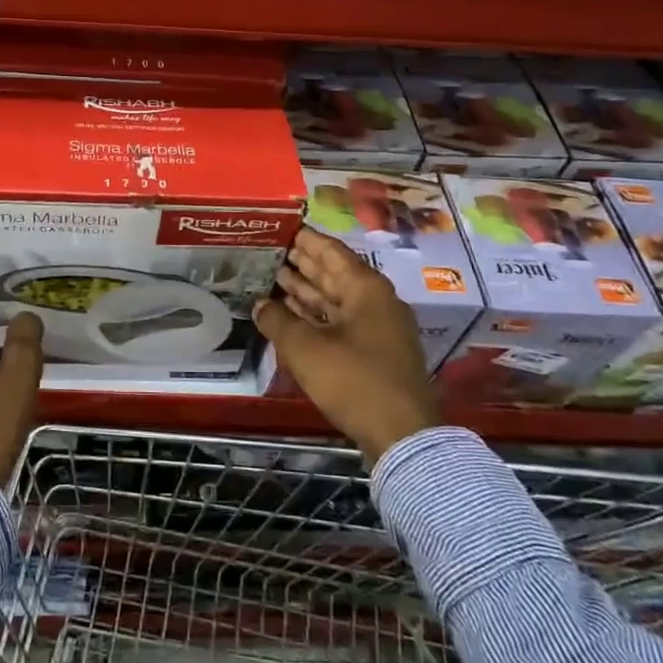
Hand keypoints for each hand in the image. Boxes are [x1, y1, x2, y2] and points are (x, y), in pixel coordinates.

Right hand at [254, 227, 439, 462]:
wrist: (403, 435)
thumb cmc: (354, 380)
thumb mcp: (305, 349)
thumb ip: (278, 320)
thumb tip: (259, 304)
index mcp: (365, 288)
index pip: (330, 251)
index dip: (304, 238)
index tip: (280, 227)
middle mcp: (375, 300)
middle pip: (333, 273)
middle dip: (302, 263)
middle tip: (270, 250)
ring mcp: (378, 327)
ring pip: (336, 298)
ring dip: (306, 289)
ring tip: (273, 277)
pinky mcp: (375, 351)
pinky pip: (339, 320)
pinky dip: (316, 314)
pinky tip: (291, 313)